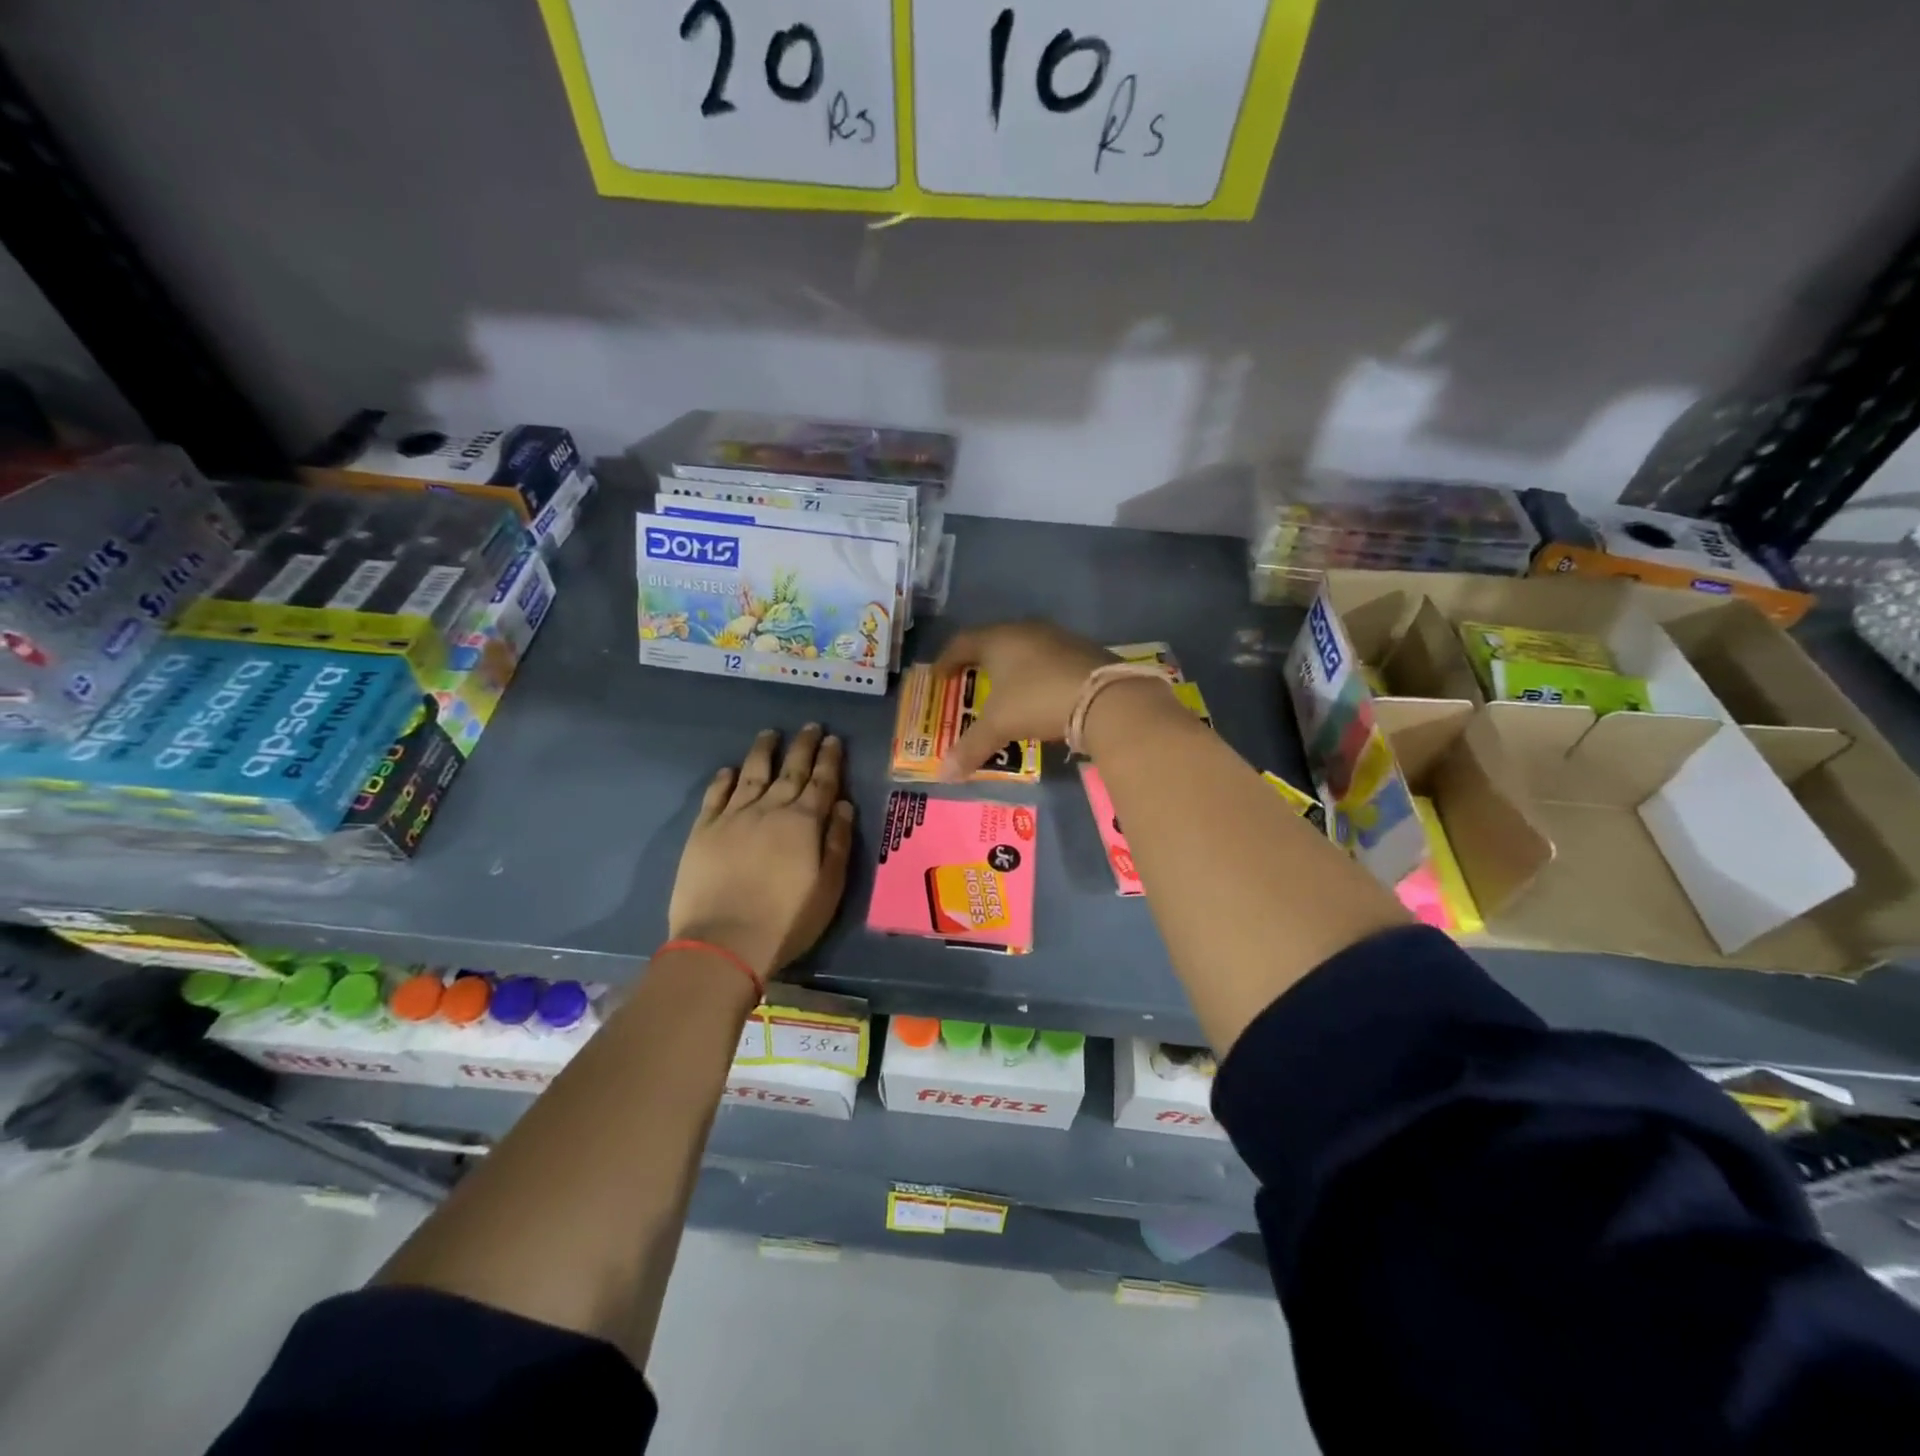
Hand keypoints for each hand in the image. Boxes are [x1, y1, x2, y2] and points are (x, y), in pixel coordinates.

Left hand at [668, 725, 855, 980]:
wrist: (724, 941)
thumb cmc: (786, 920)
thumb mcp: (829, 887)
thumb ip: (838, 843)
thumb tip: (845, 805)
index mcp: (804, 823)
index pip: (822, 782)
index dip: (829, 759)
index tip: (832, 739)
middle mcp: (770, 810)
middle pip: (790, 770)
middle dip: (802, 746)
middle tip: (810, 726)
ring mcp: (733, 817)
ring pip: (751, 774)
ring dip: (763, 752)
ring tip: (769, 734)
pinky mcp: (703, 830)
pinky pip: (715, 795)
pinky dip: (723, 780)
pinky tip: (728, 770)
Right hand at [933, 621, 1113, 778]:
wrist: (1105, 697)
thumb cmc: (1037, 701)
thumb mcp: (999, 726)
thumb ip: (970, 748)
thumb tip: (943, 775)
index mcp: (998, 639)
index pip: (962, 642)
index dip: (947, 659)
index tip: (939, 676)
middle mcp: (1026, 630)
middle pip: (994, 640)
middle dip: (980, 661)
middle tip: (970, 680)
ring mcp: (1058, 637)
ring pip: (1025, 648)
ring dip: (1012, 666)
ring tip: (1006, 689)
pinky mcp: (1083, 650)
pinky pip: (1049, 659)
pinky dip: (1038, 673)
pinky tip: (1041, 693)